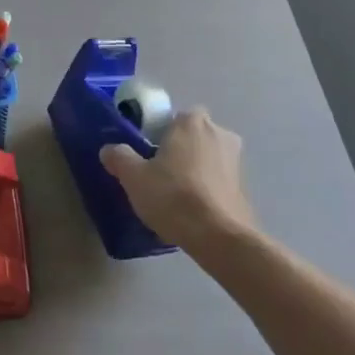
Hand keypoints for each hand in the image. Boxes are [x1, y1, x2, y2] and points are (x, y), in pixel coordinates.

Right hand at [102, 108, 255, 253]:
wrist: (219, 237)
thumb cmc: (173, 196)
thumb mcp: (134, 177)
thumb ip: (119, 158)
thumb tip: (109, 150)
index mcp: (192, 122)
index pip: (176, 116)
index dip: (162, 132)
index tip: (149, 152)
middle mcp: (219, 133)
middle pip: (194, 135)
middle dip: (180, 149)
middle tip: (160, 172)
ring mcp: (236, 161)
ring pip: (208, 157)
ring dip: (196, 169)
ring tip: (176, 195)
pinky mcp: (245, 187)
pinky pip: (219, 180)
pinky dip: (208, 188)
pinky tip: (193, 210)